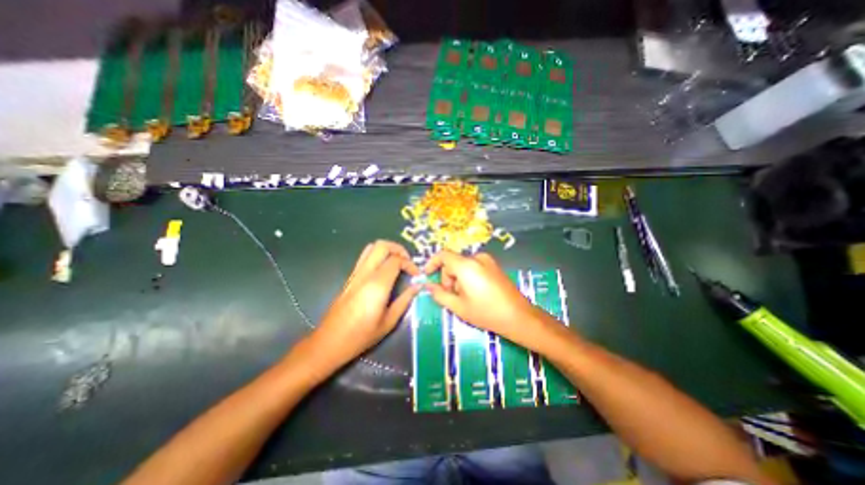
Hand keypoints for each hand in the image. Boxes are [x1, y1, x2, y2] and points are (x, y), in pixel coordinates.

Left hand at [314, 241, 420, 369]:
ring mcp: (356, 274)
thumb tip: (418, 287)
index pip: (396, 260)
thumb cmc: (361, 336)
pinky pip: (365, 257)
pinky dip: (378, 255)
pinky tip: (385, 270)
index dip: (410, 264)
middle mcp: (365, 274)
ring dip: (388, 250)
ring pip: (372, 247)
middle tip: (408, 262)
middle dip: (399, 249)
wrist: (329, 342)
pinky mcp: (350, 277)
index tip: (417, 275)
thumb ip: (405, 301)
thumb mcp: (389, 322)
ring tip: (398, 262)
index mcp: (377, 285)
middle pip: (382, 245)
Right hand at [423, 250, 542, 347]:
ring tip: (465, 298)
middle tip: (452, 297)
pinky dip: (468, 277)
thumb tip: (428, 286)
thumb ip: (439, 294)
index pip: (443, 255)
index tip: (427, 275)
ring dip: (458, 279)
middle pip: (453, 262)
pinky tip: (476, 293)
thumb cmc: (486, 312)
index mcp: (466, 265)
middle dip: (447, 278)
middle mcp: (477, 258)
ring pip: (463, 266)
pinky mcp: (494, 266)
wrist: (518, 316)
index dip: (432, 263)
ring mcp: (488, 261)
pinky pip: (474, 267)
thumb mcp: (458, 306)